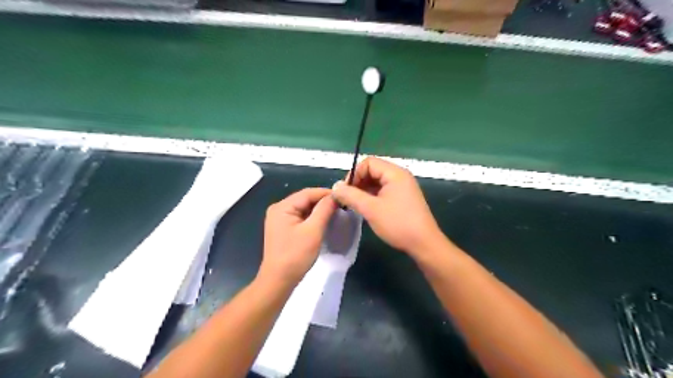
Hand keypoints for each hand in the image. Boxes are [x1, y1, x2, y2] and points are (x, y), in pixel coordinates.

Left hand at [261, 189, 339, 285]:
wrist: (279, 281)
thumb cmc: (296, 255)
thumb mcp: (313, 230)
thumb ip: (324, 210)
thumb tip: (335, 196)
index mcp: (282, 207)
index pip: (308, 193)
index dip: (326, 193)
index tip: (343, 196)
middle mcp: (279, 209)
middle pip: (305, 199)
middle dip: (323, 201)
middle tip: (342, 205)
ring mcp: (279, 219)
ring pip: (303, 208)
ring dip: (319, 210)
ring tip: (336, 212)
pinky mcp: (283, 229)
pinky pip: (300, 217)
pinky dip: (312, 218)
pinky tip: (324, 221)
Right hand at [331, 157, 444, 256]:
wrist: (424, 244)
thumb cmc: (397, 223)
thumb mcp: (370, 209)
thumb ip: (351, 195)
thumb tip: (335, 186)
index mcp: (394, 173)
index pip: (368, 163)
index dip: (354, 174)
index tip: (345, 192)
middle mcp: (400, 176)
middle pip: (373, 171)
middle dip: (358, 183)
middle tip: (349, 199)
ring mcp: (403, 187)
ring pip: (377, 182)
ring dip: (364, 191)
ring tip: (356, 205)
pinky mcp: (403, 198)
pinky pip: (384, 191)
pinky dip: (373, 197)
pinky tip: (367, 209)